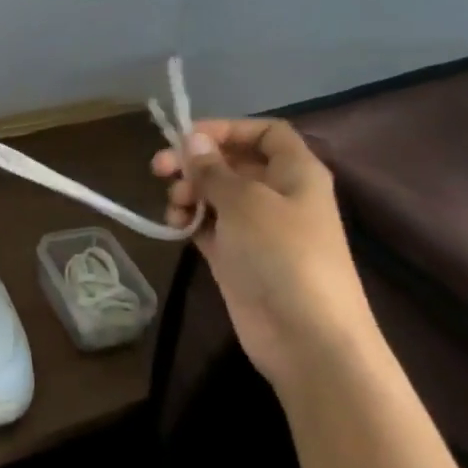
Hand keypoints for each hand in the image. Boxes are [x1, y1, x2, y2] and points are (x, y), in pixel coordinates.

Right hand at [152, 119, 378, 389]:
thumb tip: (193, 139)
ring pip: (216, 194)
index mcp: (295, 172)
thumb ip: (213, 169)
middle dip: (195, 162)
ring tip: (174, 205)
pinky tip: (174, 226)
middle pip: (232, 162)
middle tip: (160, 168)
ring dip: (189, 192)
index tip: (188, 136)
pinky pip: (209, 226)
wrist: (308, 339)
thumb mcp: (245, 201)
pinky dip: (190, 220)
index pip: (265, 132)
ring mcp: (257, 228)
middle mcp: (278, 194)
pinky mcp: (238, 257)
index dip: (228, 128)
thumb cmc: (283, 255)